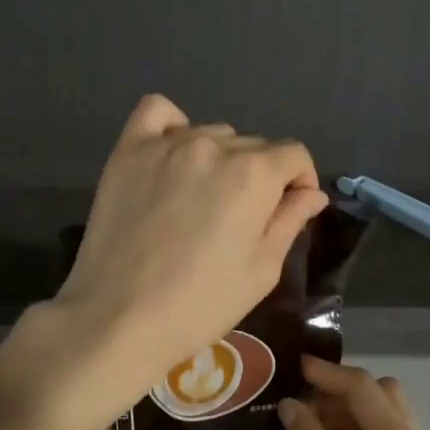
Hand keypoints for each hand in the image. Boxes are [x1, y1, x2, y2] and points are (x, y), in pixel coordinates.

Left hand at [10, 94, 327, 429]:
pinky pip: (158, 112)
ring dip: (218, 158)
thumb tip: (311, 193)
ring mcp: (167, 144)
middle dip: (260, 175)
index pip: (293, 154)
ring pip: (211, 134)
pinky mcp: (129, 150)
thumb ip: (290, 221)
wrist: (118, 317)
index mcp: (253, 173)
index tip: (289, 209)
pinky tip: (172, 157)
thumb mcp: (261, 270)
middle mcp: (212, 146)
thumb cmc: (199, 304)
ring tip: (201, 198)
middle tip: (240, 218)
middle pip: (253, 145)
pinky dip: (173, 126)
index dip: (299, 181)